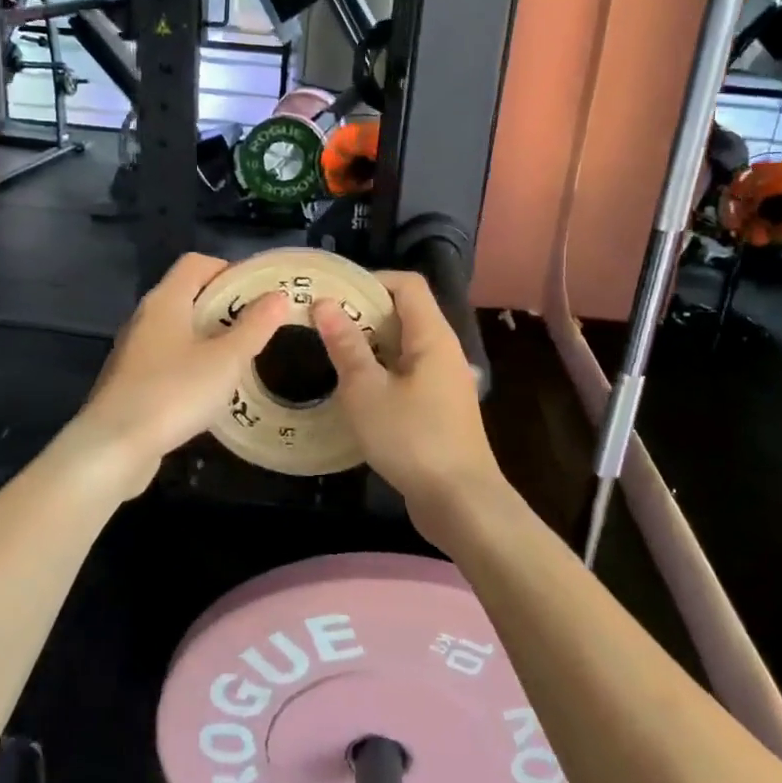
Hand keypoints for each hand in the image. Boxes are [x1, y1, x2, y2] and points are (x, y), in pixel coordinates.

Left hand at [72, 252, 288, 493]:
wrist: (113, 448)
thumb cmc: (174, 392)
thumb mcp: (226, 360)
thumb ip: (255, 326)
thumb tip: (277, 296)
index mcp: (165, 300)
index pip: (196, 262)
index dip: (229, 269)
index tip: (259, 292)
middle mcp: (145, 317)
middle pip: (188, 294)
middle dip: (224, 306)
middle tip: (258, 326)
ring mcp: (134, 350)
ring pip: (178, 329)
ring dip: (209, 337)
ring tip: (240, 358)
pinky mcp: (130, 381)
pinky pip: (168, 358)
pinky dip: (192, 363)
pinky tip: (210, 389)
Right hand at [312, 270, 507, 542]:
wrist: (460, 502)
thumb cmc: (412, 438)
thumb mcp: (366, 391)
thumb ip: (346, 345)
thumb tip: (324, 304)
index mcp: (432, 336)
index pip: (407, 284)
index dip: (370, 280)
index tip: (333, 295)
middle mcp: (443, 350)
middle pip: (404, 313)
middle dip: (363, 313)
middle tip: (321, 325)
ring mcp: (444, 381)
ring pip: (404, 346)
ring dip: (369, 346)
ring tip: (331, 355)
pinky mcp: (440, 408)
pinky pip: (408, 374)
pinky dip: (381, 372)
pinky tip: (355, 392)